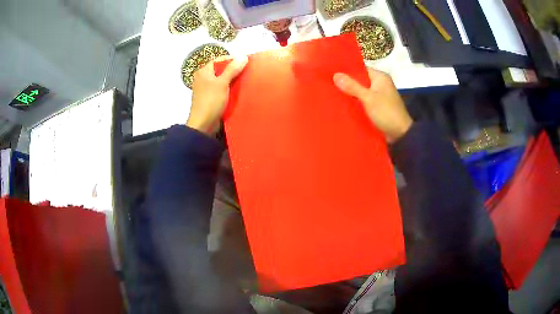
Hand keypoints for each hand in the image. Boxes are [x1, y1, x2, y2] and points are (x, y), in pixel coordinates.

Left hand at [187, 56, 248, 134]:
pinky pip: (222, 90)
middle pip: (221, 70)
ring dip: (233, 81)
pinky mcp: (210, 99)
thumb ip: (232, 69)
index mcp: (204, 71)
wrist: (203, 124)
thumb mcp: (222, 83)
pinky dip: (229, 89)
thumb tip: (243, 56)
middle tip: (248, 72)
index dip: (232, 59)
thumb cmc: (211, 101)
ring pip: (222, 80)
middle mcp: (203, 78)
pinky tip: (239, 91)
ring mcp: (206, 89)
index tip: (246, 62)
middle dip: (234, 70)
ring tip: (246, 81)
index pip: (219, 60)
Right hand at [333, 69, 412, 142]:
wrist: (400, 134)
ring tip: (332, 93)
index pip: (360, 69)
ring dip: (350, 94)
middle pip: (360, 80)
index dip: (347, 71)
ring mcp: (379, 96)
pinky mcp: (377, 107)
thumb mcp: (368, 98)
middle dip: (347, 83)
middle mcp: (380, 84)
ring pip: (361, 92)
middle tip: (328, 84)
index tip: (331, 72)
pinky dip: (355, 103)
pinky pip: (363, 101)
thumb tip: (335, 75)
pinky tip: (343, 105)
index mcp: (380, 77)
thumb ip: (352, 86)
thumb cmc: (386, 113)